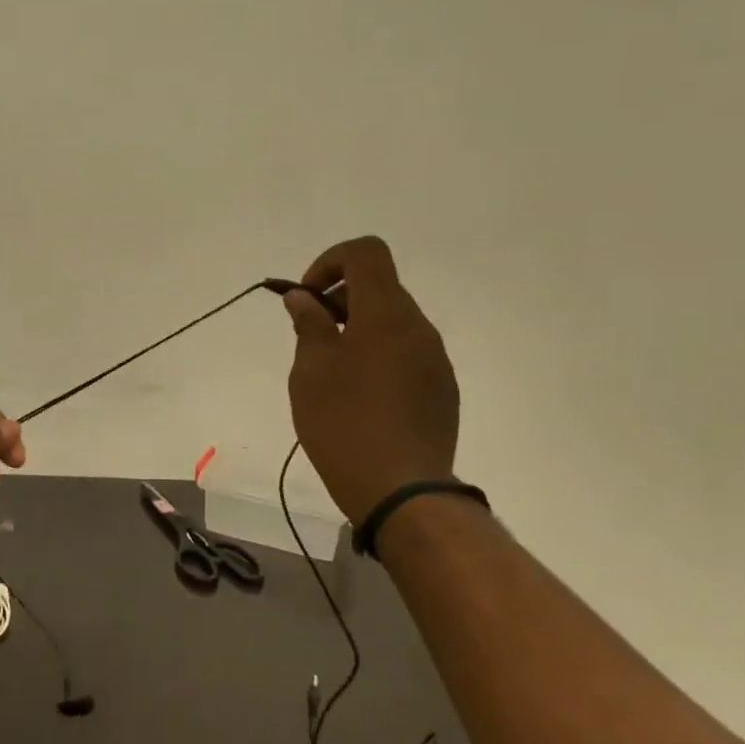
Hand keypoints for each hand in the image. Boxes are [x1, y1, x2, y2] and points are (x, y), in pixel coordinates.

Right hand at [283, 236, 459, 525]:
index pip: (366, 252)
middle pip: (380, 287)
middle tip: (311, 335)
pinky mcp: (442, 390)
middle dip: (340, 299)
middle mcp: (418, 327)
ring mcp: (435, 360)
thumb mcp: (311, 370)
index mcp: (386, 313)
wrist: (402, 490)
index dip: (331, 261)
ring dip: (359, 329)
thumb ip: (308, 324)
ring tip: (332, 371)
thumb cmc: (345, 422)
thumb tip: (303, 298)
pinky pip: (407, 354)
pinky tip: (360, 398)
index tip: (309, 297)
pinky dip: (379, 356)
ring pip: (394, 323)